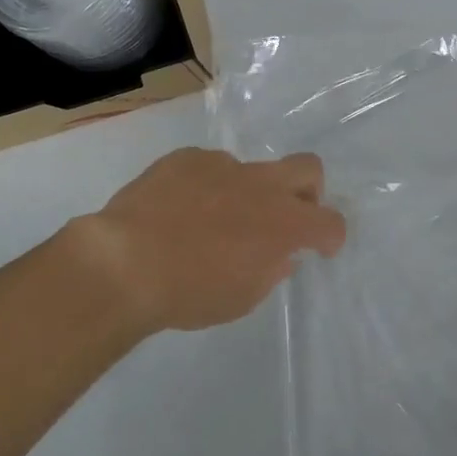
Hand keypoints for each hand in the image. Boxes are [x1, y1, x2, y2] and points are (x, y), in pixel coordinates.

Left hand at [71, 147, 346, 333]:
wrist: (125, 262)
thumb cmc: (190, 292)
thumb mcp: (241, 298)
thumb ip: (269, 271)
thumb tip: (279, 255)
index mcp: (283, 223)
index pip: (330, 221)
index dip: (331, 236)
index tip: (319, 249)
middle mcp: (260, 185)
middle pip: (308, 168)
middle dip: (308, 191)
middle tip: (286, 216)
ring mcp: (222, 165)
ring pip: (250, 170)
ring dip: (244, 193)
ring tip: (210, 222)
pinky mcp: (186, 158)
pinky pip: (208, 167)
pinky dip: (205, 186)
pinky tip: (178, 210)